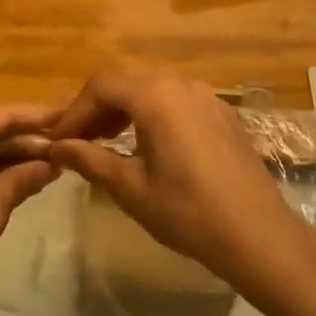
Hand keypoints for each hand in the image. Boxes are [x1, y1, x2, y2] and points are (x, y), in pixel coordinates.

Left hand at [0, 104, 60, 307]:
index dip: (40, 117)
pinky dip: (0, 173)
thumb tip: (54, 162)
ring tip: (58, 160)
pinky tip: (27, 178)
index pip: (4, 115)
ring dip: (18, 157)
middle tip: (73, 143)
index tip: (74, 116)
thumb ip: (23, 178)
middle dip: (31, 139)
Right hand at [47, 63, 297, 286]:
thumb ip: (89, 159)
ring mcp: (207, 96)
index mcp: (155, 96)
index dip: (74, 111)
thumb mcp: (129, 188)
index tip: (58, 140)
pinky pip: (178, 100)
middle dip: (98, 107)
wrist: (258, 234)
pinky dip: (153, 113)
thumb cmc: (187, 212)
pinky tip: (149, 145)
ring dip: (125, 108)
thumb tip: (57, 147)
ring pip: (153, 88)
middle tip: (79, 140)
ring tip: (108, 141)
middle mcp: (181, 84)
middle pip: (127, 81)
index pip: (101, 86)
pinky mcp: (223, 114)